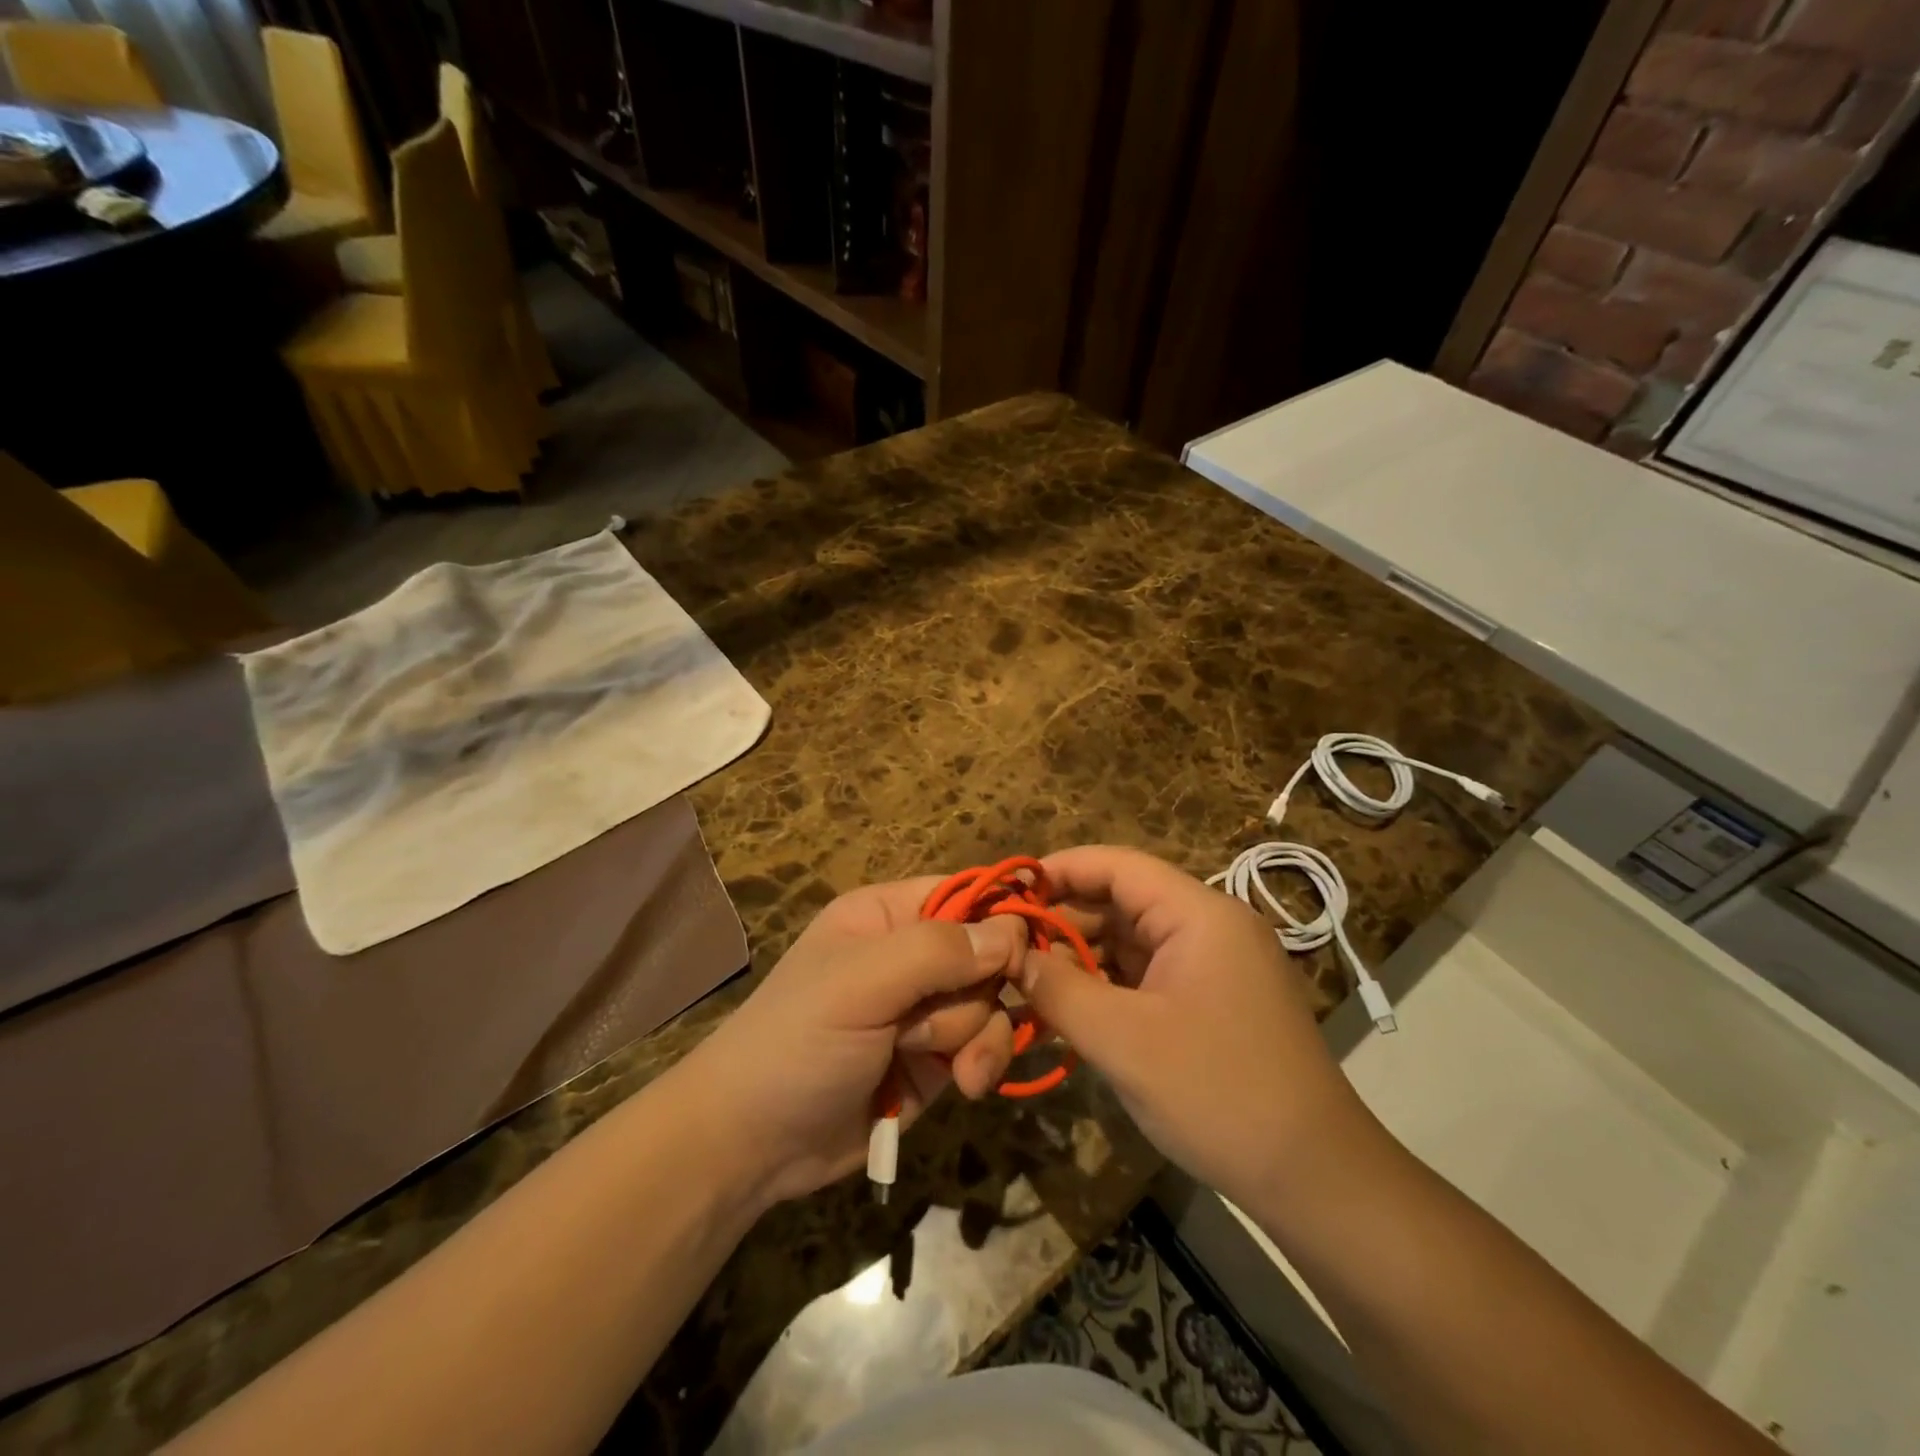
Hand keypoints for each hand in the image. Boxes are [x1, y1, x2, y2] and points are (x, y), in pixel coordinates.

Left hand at [674, 876, 1025, 1206]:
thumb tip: (1011, 933)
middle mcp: (913, 955)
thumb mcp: (860, 984)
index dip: (997, 921)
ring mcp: (927, 1009)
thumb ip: (936, 952)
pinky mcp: (938, 1059)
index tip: (1014, 959)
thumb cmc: (798, 1041)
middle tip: (933, 1022)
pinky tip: (965, 1086)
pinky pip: (987, 1046)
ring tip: (940, 1066)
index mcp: (888, 915)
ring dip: (976, 1036)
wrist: (755, 1144)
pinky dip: (983, 1064)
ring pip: (992, 1003)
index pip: (965, 894)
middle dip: (975, 993)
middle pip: (987, 954)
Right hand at [1021, 846, 1374, 1208]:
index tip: (1008, 891)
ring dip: (1081, 958)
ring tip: (1027, 980)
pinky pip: (1147, 976)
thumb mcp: (1123, 1041)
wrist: (1315, 1179)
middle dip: (1064, 921)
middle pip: (1122, 902)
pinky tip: (1067, 1010)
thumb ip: (1059, 989)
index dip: (1059, 870)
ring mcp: (1213, 965)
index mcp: (1199, 915)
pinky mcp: (1212, 1000)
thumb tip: (1015, 956)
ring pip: (1131, 942)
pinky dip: (1106, 987)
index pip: (1118, 866)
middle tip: (1008, 948)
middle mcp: (1209, 926)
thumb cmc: (1217, 1094)